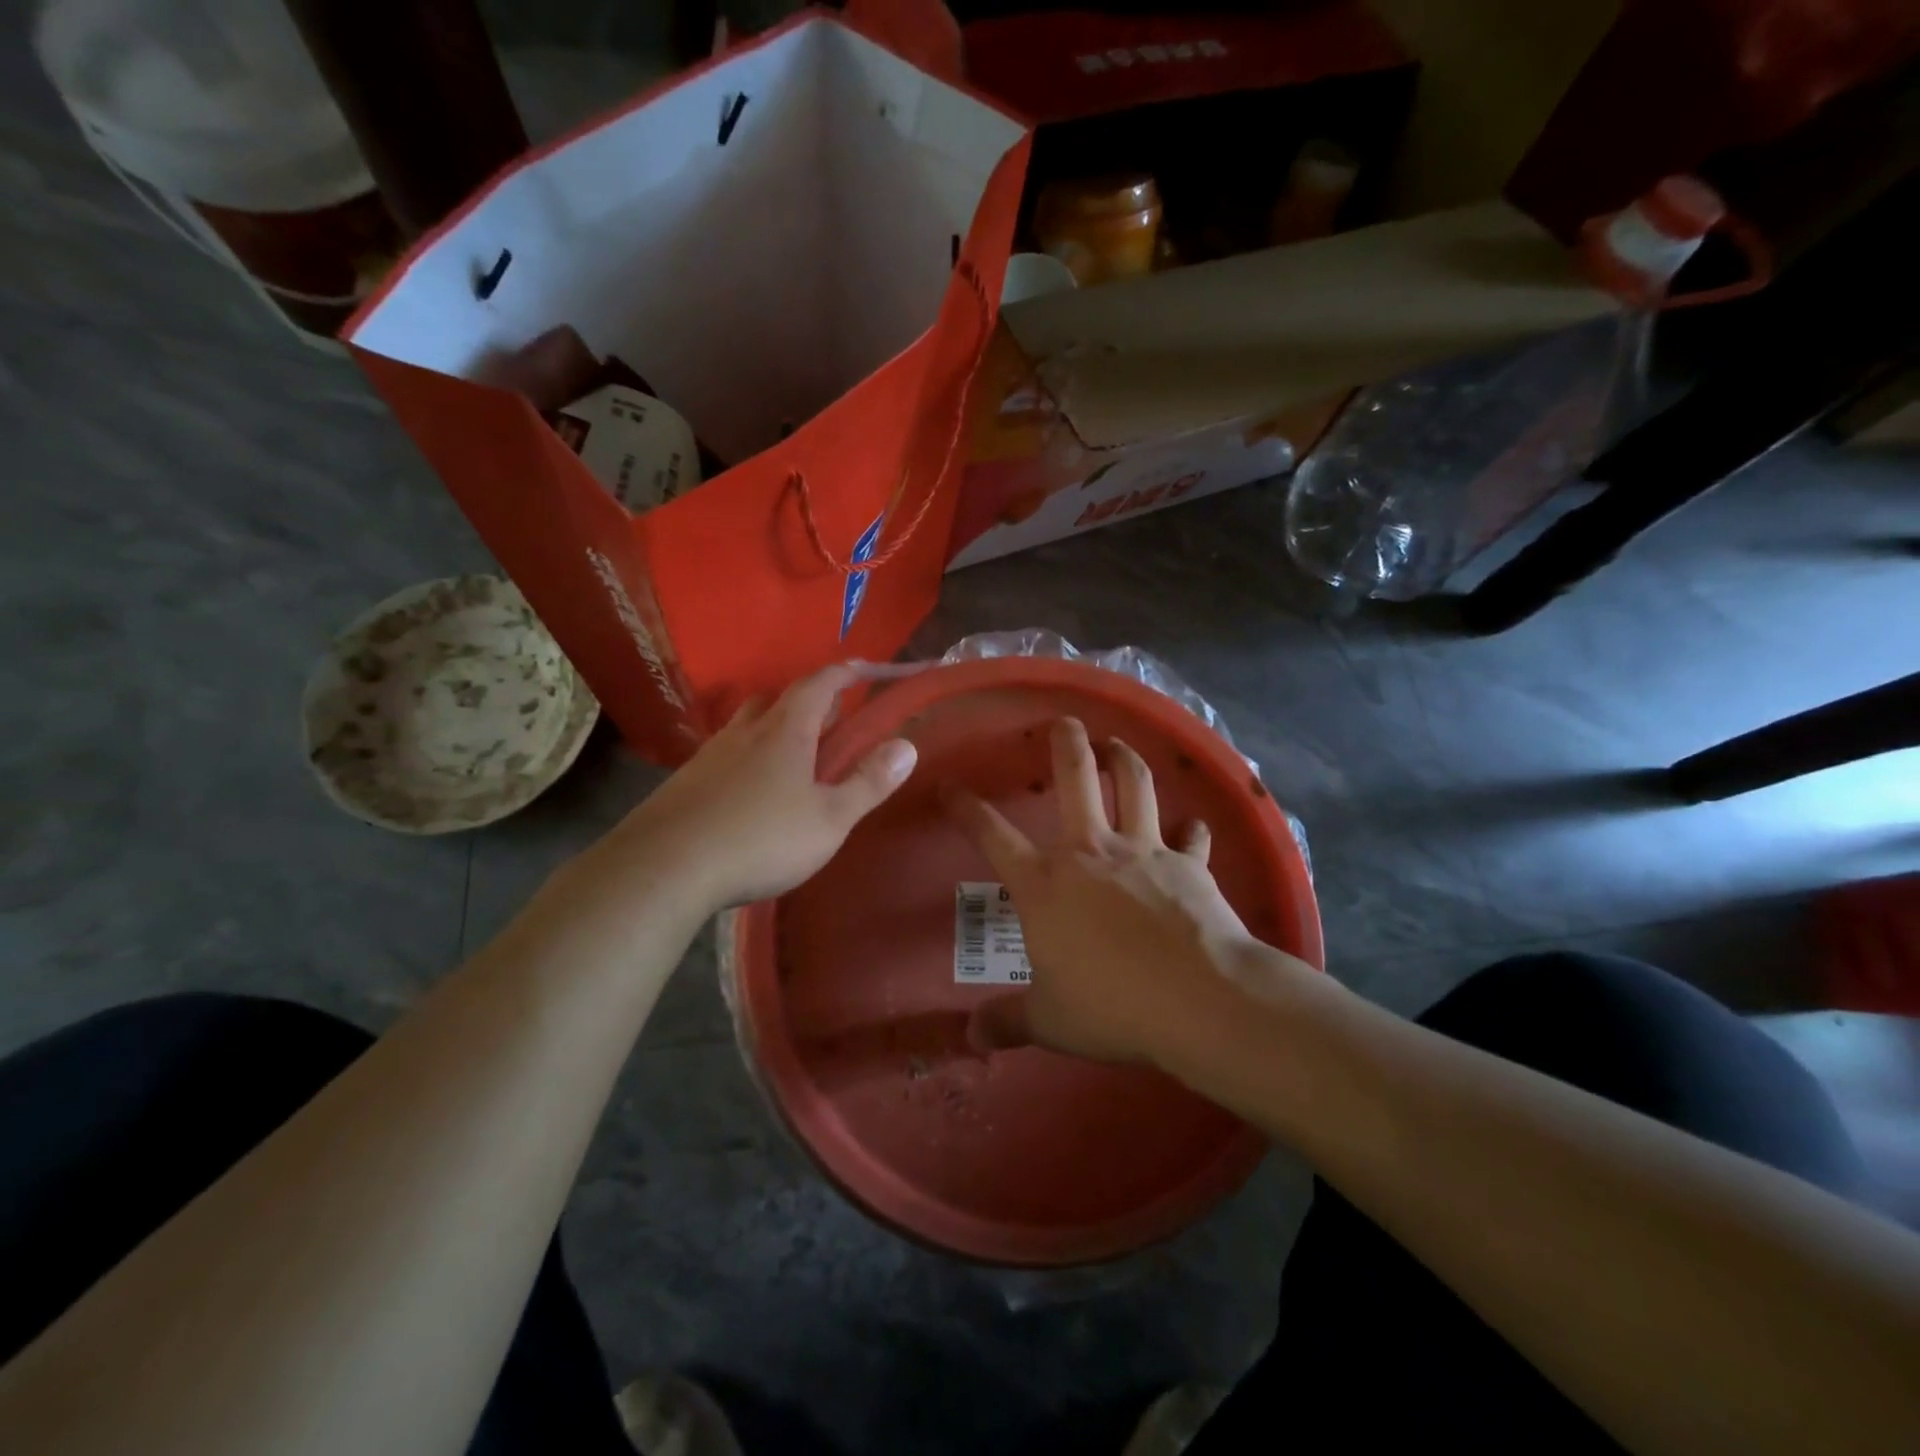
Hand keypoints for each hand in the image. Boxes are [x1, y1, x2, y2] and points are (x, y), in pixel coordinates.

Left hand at [578, 666, 915, 916]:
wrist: (666, 868)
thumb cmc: (761, 839)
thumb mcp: (830, 819)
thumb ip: (869, 782)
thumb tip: (907, 745)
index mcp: (786, 731)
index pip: (819, 684)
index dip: (845, 673)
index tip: (865, 668)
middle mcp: (745, 732)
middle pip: (778, 698)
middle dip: (808, 700)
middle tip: (831, 719)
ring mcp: (709, 755)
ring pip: (747, 725)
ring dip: (773, 726)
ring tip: (792, 754)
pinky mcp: (685, 782)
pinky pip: (725, 754)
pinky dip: (746, 757)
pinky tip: (749, 790)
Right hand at [944, 718, 1301, 1067]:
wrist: (1196, 998)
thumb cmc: (1110, 1005)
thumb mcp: (1049, 1021)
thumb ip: (1006, 1023)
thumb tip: (970, 1038)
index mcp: (1044, 883)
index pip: (992, 835)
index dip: (966, 808)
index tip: (950, 786)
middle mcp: (1090, 852)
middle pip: (1075, 778)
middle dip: (1066, 743)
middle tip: (1063, 722)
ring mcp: (1143, 851)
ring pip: (1133, 785)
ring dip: (1124, 759)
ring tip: (1117, 745)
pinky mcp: (1188, 864)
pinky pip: (1191, 838)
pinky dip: (1192, 831)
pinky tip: (1194, 825)